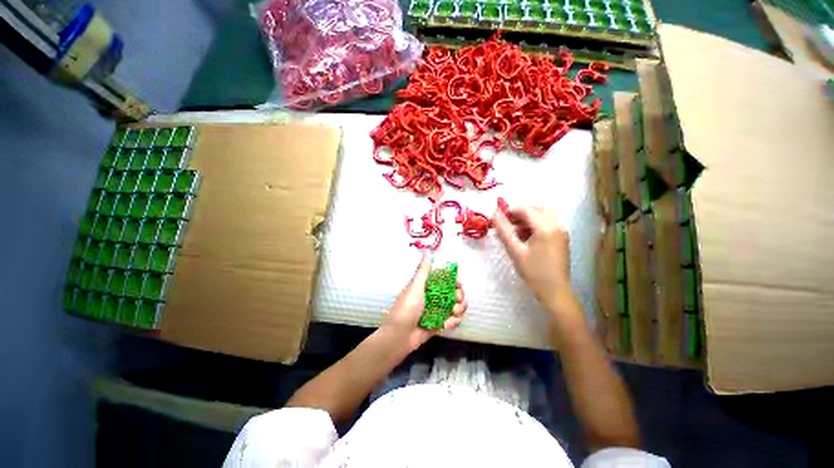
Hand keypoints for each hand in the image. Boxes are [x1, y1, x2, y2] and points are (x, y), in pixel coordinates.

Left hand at [380, 254, 466, 352]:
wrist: (400, 336)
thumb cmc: (406, 308)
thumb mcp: (415, 287)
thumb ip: (423, 271)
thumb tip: (425, 252)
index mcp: (428, 285)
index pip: (446, 278)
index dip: (455, 279)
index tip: (458, 283)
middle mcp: (435, 296)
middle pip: (455, 292)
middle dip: (460, 295)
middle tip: (458, 300)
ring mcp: (438, 310)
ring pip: (457, 305)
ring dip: (459, 309)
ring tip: (453, 314)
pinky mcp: (441, 323)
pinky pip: (454, 320)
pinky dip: (454, 322)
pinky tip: (447, 325)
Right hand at [493, 204, 573, 313]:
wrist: (555, 292)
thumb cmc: (534, 272)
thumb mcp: (515, 251)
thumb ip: (504, 231)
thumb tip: (494, 215)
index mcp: (546, 228)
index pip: (526, 209)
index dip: (510, 210)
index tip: (498, 217)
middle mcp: (556, 225)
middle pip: (537, 209)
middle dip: (520, 212)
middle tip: (506, 222)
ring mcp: (561, 232)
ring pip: (542, 216)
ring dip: (527, 219)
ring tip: (513, 231)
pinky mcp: (561, 239)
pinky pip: (547, 224)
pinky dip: (534, 225)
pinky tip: (524, 237)